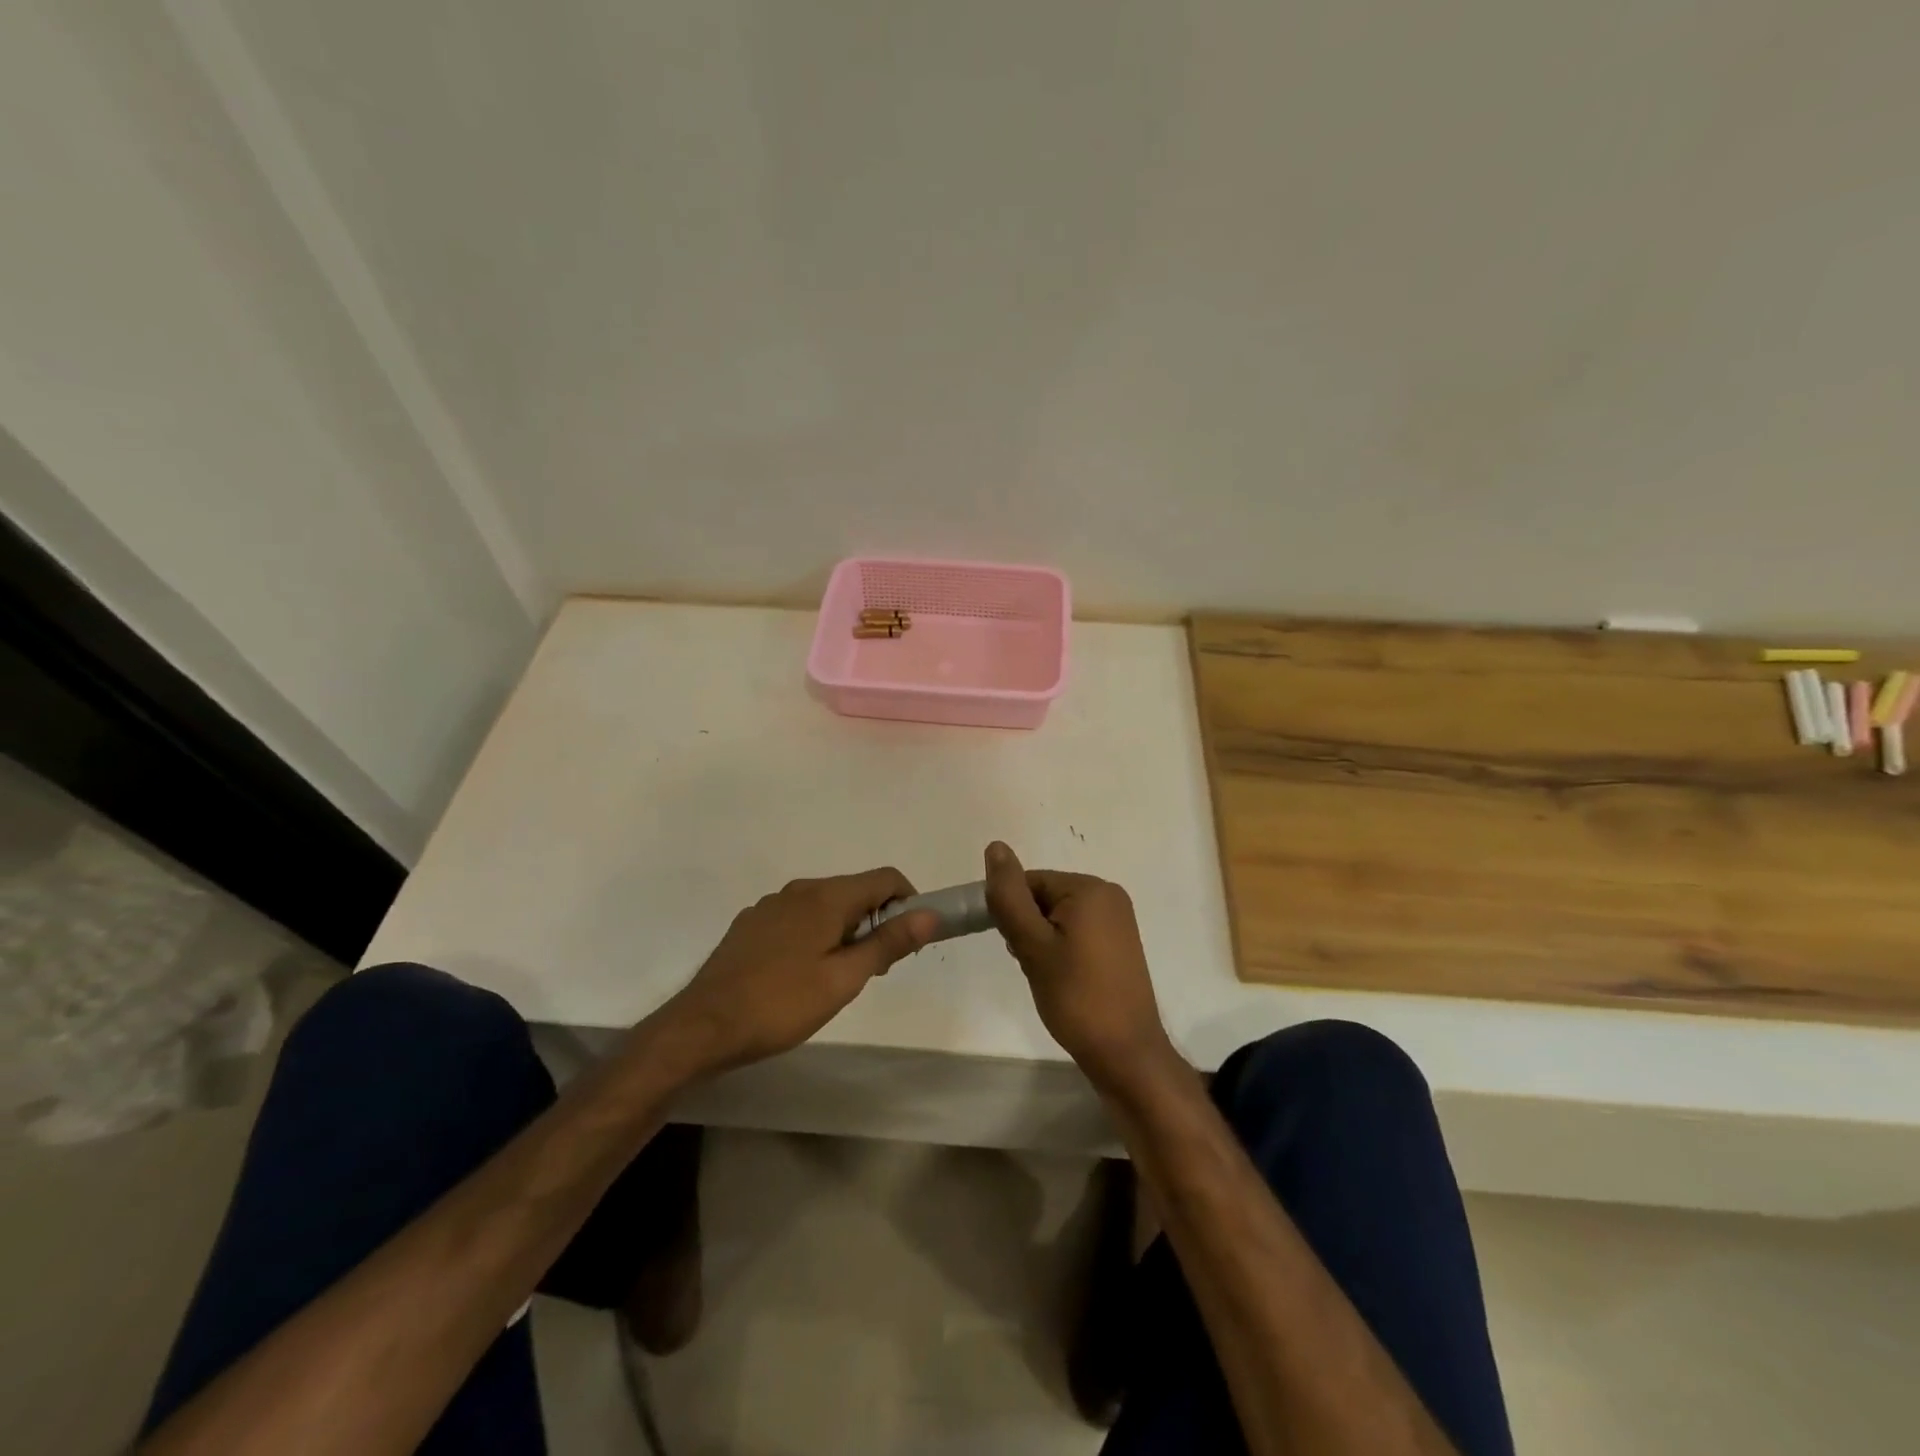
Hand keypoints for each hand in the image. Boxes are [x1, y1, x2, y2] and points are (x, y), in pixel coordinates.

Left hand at [661, 869, 937, 1074]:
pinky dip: (814, 935)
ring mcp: (770, 905)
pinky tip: (800, 975)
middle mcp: (799, 889)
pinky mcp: (751, 924)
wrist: (703, 1026)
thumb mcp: (844, 979)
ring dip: (845, 930)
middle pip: (855, 891)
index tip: (909, 940)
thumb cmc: (781, 1004)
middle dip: (875, 922)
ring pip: (825, 906)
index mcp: (826, 897)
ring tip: (836, 978)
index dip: (908, 902)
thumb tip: (929, 914)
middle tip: (874, 970)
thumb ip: (888, 943)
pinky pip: (797, 918)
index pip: (885, 878)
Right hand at [982, 842, 1177, 1090]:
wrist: (1125, 1054)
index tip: (1015, 949)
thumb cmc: (1076, 997)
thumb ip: (1010, 895)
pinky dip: (1061, 949)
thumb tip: (995, 846)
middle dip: (1028, 928)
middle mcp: (1109, 895)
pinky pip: (1077, 931)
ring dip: (1042, 941)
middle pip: (1045, 897)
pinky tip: (1062, 979)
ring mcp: (1118, 920)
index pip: (1030, 882)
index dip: (1013, 913)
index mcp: (1090, 888)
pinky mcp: (1120, 943)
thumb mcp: (1033, 945)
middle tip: (1033, 966)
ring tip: (1048, 977)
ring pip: (1058, 916)